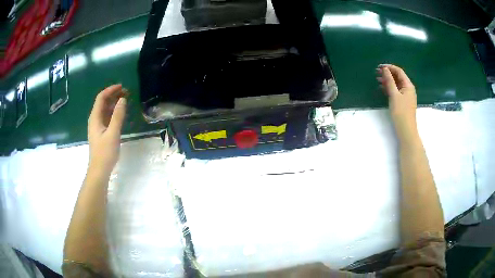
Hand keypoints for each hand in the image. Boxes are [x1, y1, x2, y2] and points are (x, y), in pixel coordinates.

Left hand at [88, 84, 127, 174]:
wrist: (99, 170)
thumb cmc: (105, 152)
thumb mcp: (113, 133)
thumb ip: (118, 116)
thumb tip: (123, 100)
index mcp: (95, 117)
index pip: (101, 98)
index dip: (111, 90)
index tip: (122, 87)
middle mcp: (94, 119)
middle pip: (102, 102)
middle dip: (113, 95)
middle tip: (126, 93)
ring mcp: (97, 126)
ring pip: (105, 109)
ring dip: (114, 103)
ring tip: (125, 100)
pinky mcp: (101, 132)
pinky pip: (106, 117)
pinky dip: (113, 112)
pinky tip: (120, 113)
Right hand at [376, 64, 417, 140]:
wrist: (406, 131)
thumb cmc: (401, 112)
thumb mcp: (394, 95)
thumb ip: (389, 81)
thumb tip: (385, 69)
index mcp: (408, 85)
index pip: (399, 71)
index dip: (389, 67)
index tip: (379, 67)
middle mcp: (408, 89)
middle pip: (398, 77)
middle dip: (388, 73)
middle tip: (376, 73)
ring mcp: (406, 96)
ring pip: (396, 84)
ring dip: (388, 81)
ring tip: (377, 79)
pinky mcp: (403, 102)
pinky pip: (396, 91)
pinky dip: (389, 88)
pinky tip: (382, 88)